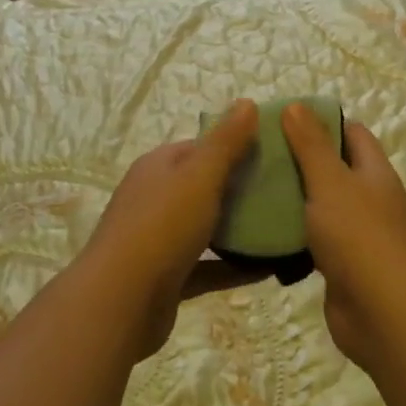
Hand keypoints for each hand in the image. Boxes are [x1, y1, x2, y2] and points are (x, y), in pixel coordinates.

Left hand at [84, 99, 266, 357]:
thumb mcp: (200, 175)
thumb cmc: (162, 226)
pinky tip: (268, 269)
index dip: (236, 144)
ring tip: (282, 227)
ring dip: (239, 228)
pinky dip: (233, 266)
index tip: (274, 152)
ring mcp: (159, 239)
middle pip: (204, 185)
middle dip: (242, 187)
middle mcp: (155, 197)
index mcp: (159, 166)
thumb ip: (226, 141)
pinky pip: (208, 266)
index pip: (202, 146)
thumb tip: (247, 102)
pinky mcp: (168, 277)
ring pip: (206, 226)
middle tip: (285, 191)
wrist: (120, 303)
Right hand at [281, 103, 405, 371]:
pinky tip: (265, 233)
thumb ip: (311, 144)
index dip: (322, 122)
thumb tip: (296, 105)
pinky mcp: (344, 266)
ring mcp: (360, 235)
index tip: (284, 121)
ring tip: (255, 189)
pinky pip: (316, 240)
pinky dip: (295, 235)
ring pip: (323, 206)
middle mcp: (371, 200)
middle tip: (261, 154)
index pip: (352, 133)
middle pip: (335, 169)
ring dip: (295, 199)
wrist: (383, 315)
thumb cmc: (358, 237)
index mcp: (375, 173)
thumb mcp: (330, 181)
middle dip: (301, 160)